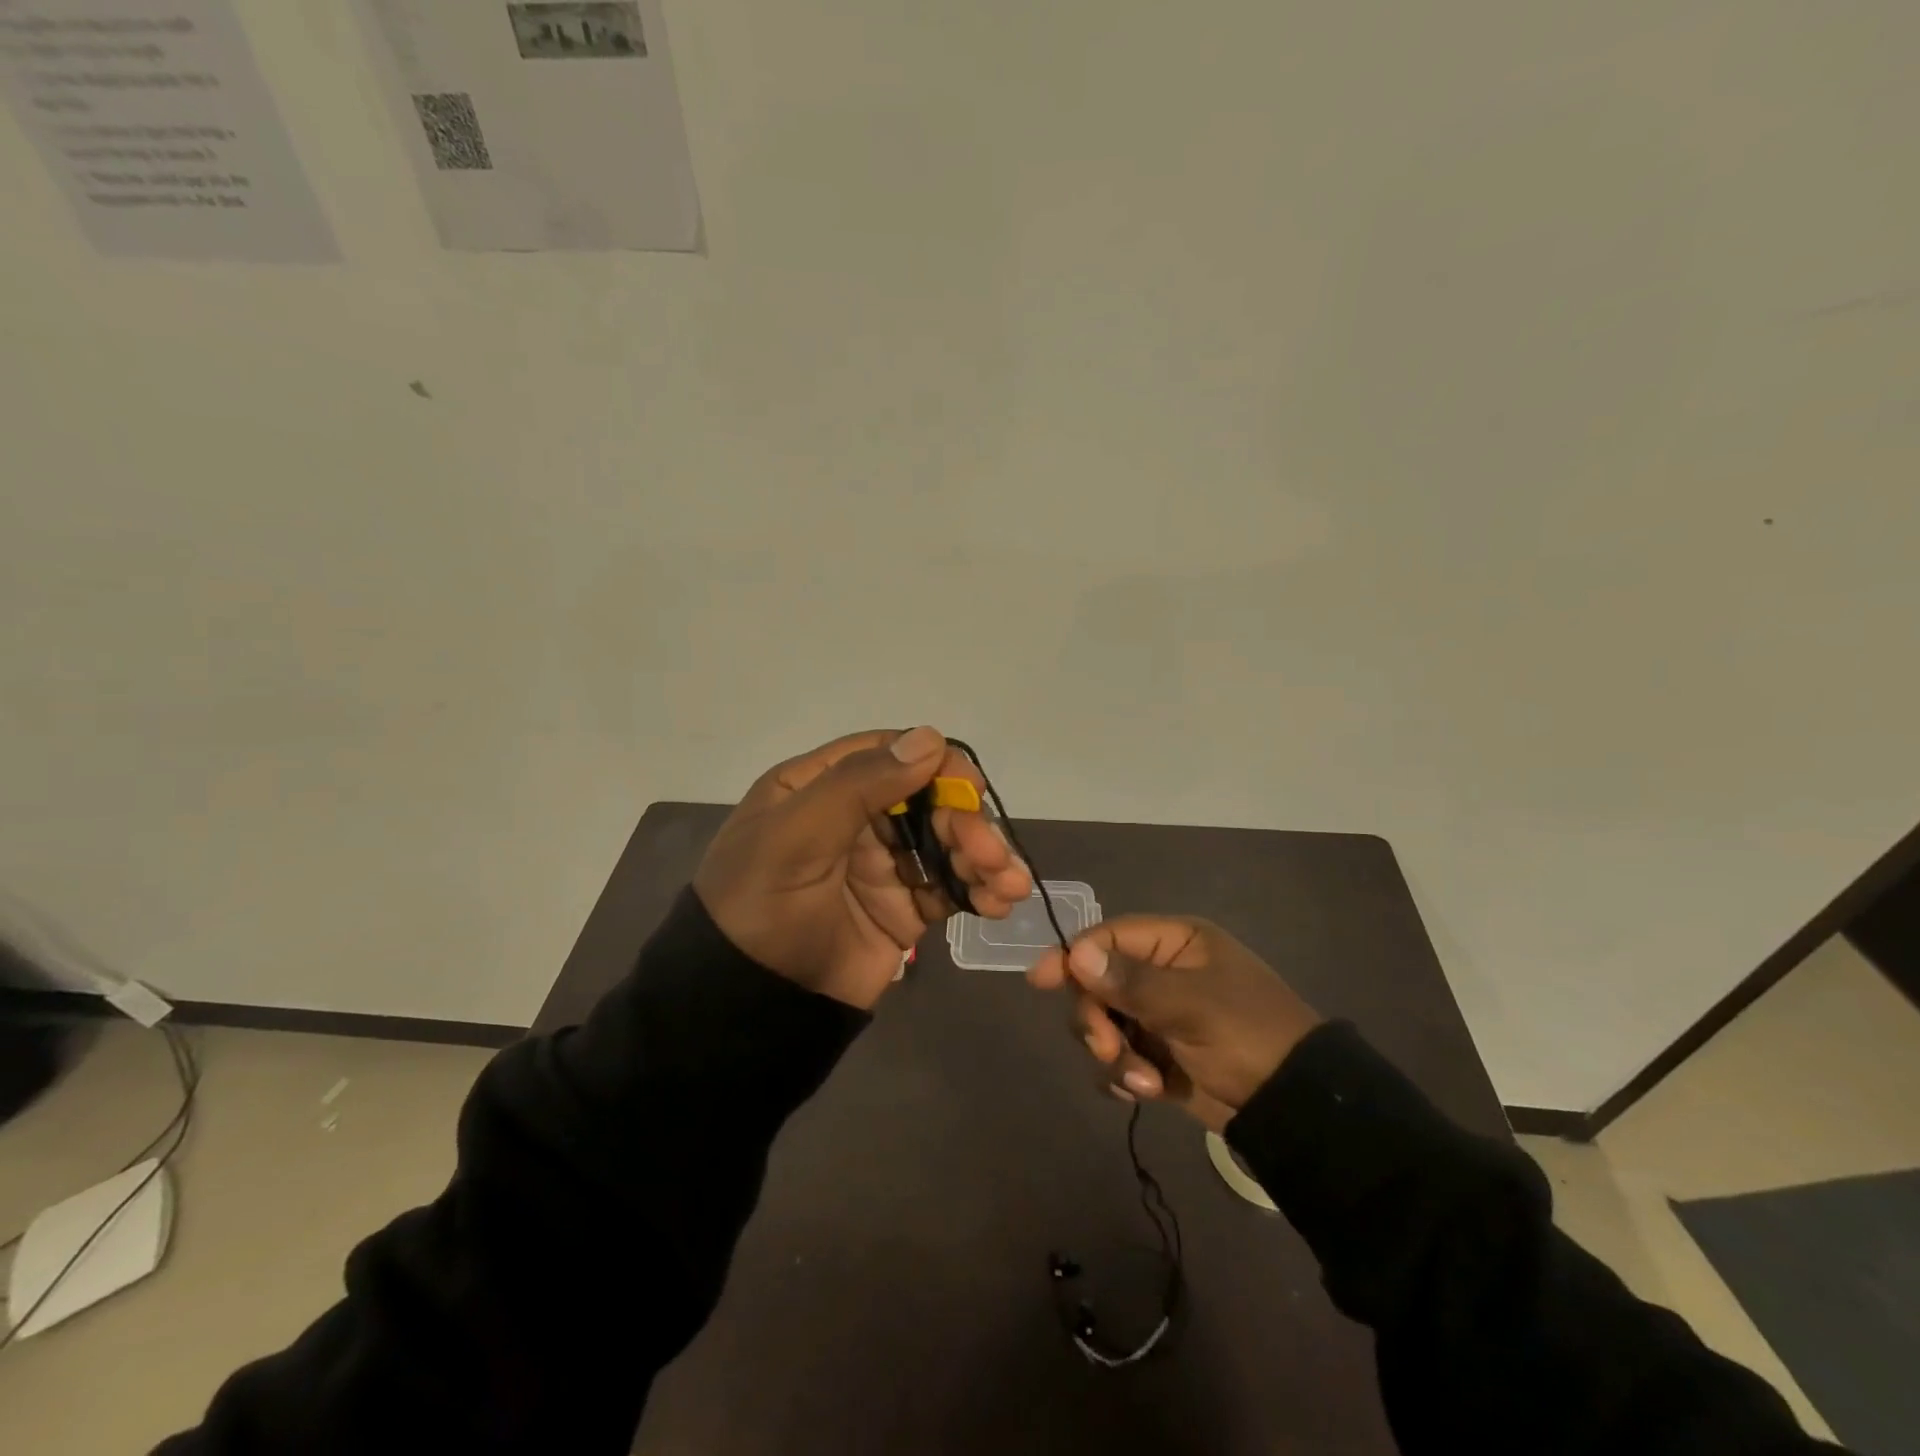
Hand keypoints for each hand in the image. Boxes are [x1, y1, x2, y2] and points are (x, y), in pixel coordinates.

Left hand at [694, 727, 1032, 1008]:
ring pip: (946, 842)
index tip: (971, 787)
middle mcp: (854, 819)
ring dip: (983, 856)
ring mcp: (882, 865)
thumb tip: (930, 738)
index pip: (886, 755)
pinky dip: (980, 890)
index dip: (934, 763)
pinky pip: (951, 887)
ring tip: (1008, 885)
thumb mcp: (796, 835)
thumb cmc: (763, 906)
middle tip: (989, 854)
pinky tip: (999, 902)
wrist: (752, 1008)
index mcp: (818, 788)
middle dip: (966, 822)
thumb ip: (859, 784)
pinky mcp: (904, 909)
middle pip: (927, 800)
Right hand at [1028, 916, 1322, 1131]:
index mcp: (1175, 944)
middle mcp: (1163, 973)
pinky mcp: (1160, 1056)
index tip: (1040, 980)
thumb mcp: (1192, 1005)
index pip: (1108, 938)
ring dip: (1114, 1054)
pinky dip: (1124, 1075)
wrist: (1297, 1109)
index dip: (1073, 957)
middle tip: (1109, 1049)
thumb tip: (1076, 956)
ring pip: (1104, 1024)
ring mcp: (1160, 1016)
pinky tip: (1145, 1092)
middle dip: (1097, 1020)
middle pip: (1097, 984)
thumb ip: (1131, 983)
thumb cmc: (1248, 1036)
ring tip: (1144, 1082)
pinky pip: (1120, 1057)